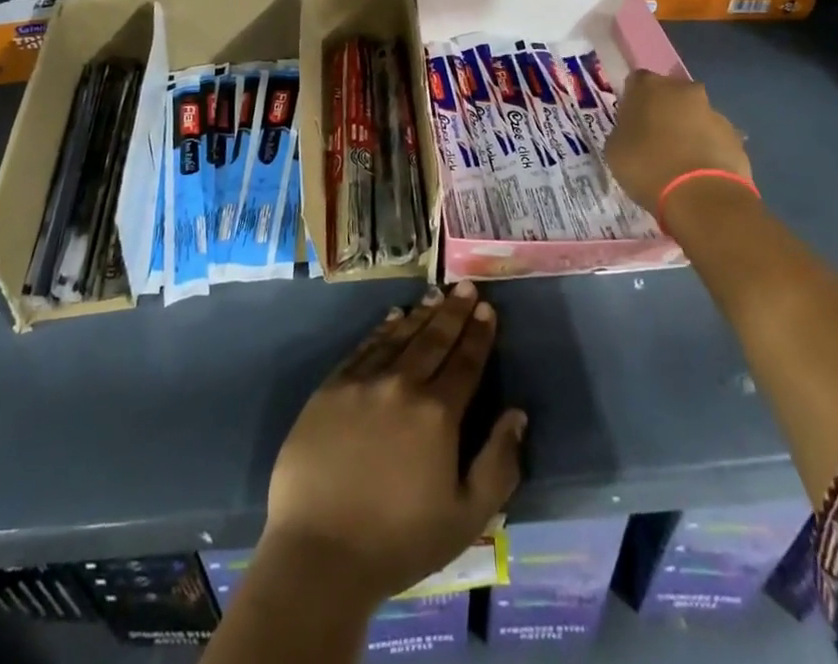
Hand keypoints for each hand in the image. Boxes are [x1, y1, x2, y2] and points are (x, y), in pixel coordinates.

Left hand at [262, 280, 526, 605]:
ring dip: (420, 314)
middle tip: (465, 286)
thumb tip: (517, 415)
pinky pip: (363, 347)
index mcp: (437, 414)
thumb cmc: (398, 541)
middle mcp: (402, 384)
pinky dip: (382, 329)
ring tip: (436, 295)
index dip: (479, 334)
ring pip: (399, 336)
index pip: (465, 363)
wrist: (319, 552)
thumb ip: (498, 464)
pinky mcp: (331, 387)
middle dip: (454, 312)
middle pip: (434, 339)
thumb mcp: (466, 517)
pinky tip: (392, 317)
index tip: (488, 308)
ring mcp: (363, 382)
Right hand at [605, 70, 752, 214]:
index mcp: (649, 86)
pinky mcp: (736, 137)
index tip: (629, 122)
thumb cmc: (648, 167)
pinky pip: (713, 138)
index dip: (631, 101)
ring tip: (678, 163)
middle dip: (663, 111)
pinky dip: (706, 149)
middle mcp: (683, 89)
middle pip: (669, 94)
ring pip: (694, 115)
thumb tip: (634, 132)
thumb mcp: (615, 150)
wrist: (702, 198)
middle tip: (653, 140)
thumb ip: (623, 131)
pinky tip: (698, 173)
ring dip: (686, 130)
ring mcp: (713, 112)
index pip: (636, 82)